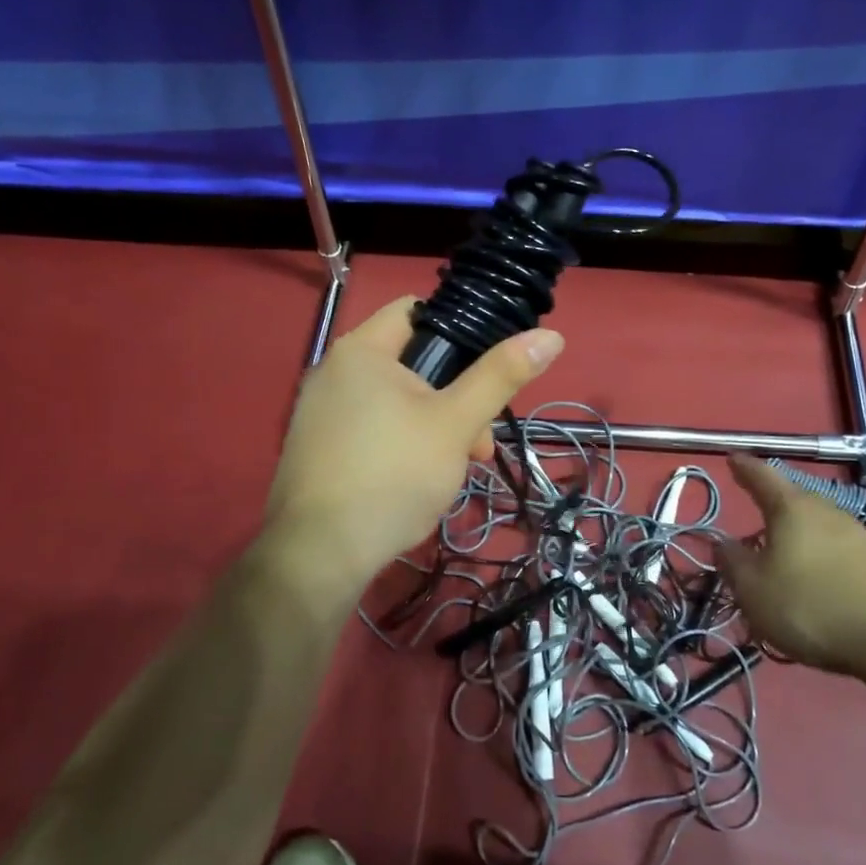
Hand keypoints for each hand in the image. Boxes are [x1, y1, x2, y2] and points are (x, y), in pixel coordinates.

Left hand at [263, 297, 563, 591]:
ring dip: (433, 428)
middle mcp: (331, 371)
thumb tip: (550, 336)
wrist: (320, 553)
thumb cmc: (394, 474)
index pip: (415, 311)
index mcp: (360, 350)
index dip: (458, 331)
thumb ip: (500, 376)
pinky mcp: (315, 449)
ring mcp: (317, 413)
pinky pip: (369, 429)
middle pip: (410, 363)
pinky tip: (414, 482)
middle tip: (478, 443)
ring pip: (394, 403)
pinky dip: (399, 445)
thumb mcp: (456, 422)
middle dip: (454, 399)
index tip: (485, 370)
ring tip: (453, 470)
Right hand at [718, 454, 865, 680]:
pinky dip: (823, 561)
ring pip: (818, 527)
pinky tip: (820, 586)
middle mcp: (828, 512)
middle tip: (755, 519)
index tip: (732, 457)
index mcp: (791, 509)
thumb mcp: (754, 591)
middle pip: (794, 500)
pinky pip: (840, 553)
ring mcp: (861, 536)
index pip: (762, 476)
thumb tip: (722, 542)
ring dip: (799, 539)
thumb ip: (733, 563)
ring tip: (785, 560)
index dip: (744, 468)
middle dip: (773, 508)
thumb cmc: (813, 606)